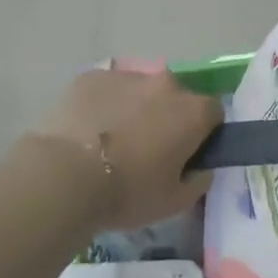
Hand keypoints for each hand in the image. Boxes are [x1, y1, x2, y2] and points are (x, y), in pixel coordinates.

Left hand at [33, 68, 220, 232]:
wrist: (64, 176)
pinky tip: (87, 132)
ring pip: (140, 91)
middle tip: (148, 150)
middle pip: (176, 98)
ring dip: (135, 109)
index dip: (203, 134)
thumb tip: (201, 168)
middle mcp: (166, 84)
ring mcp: (128, 75)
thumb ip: (199, 181)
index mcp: (193, 111)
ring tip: (111, 142)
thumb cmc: (128, 192)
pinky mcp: (91, 76)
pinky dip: (104, 105)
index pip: (213, 114)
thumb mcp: (175, 202)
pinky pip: (107, 90)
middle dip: (168, 118)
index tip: (187, 155)